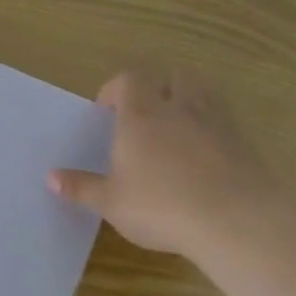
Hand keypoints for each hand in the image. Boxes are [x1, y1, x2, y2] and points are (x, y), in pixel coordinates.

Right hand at [49, 67, 280, 257]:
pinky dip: (212, 129)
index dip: (116, 88)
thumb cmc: (161, 206)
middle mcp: (179, 108)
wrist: (236, 220)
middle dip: (159, 87)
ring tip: (177, 127)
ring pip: (204, 92)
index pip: (130, 78)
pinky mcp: (245, 142)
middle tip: (146, 113)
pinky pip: (225, 121)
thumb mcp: (111, 202)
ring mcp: (217, 122)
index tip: (107, 111)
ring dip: (189, 100)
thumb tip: (50, 178)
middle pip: (174, 75)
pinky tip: (204, 157)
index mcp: (141, 115)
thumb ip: (82, 187)